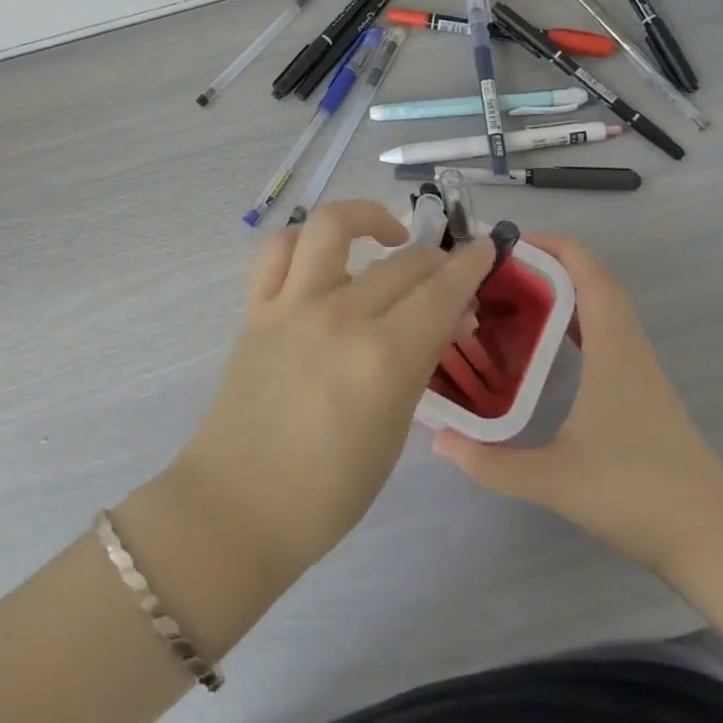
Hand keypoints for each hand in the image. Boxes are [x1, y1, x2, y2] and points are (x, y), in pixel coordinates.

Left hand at [173, 201, 496, 581]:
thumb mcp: (394, 431)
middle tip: (448, 281)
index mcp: (383, 358)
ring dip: (367, 216)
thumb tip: (443, 319)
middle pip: (403, 263)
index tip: (484, 251)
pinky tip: (324, 254)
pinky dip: (302, 238)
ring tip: (387, 235)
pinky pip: (276, 249)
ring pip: (333, 226)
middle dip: (438, 262)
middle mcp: (340, 316)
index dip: (470, 266)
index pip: (441, 292)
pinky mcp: (256, 307)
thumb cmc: (329, 490)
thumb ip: (419, 363)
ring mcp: (292, 304)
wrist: (238, 506)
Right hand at [433, 235, 722, 578]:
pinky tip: (545, 342)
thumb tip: (437, 439)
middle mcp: (629, 346)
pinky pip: (607, 331)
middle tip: (497, 271)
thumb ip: (491, 462)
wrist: (712, 541)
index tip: (506, 244)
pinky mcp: (643, 389)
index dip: (551, 245)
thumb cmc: (634, 495)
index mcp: (613, 348)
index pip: (587, 271)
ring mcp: (641, 368)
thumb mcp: (554, 480)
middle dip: (547, 263)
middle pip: (594, 280)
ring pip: (602, 305)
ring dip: (562, 289)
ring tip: (512, 296)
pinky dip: (576, 318)